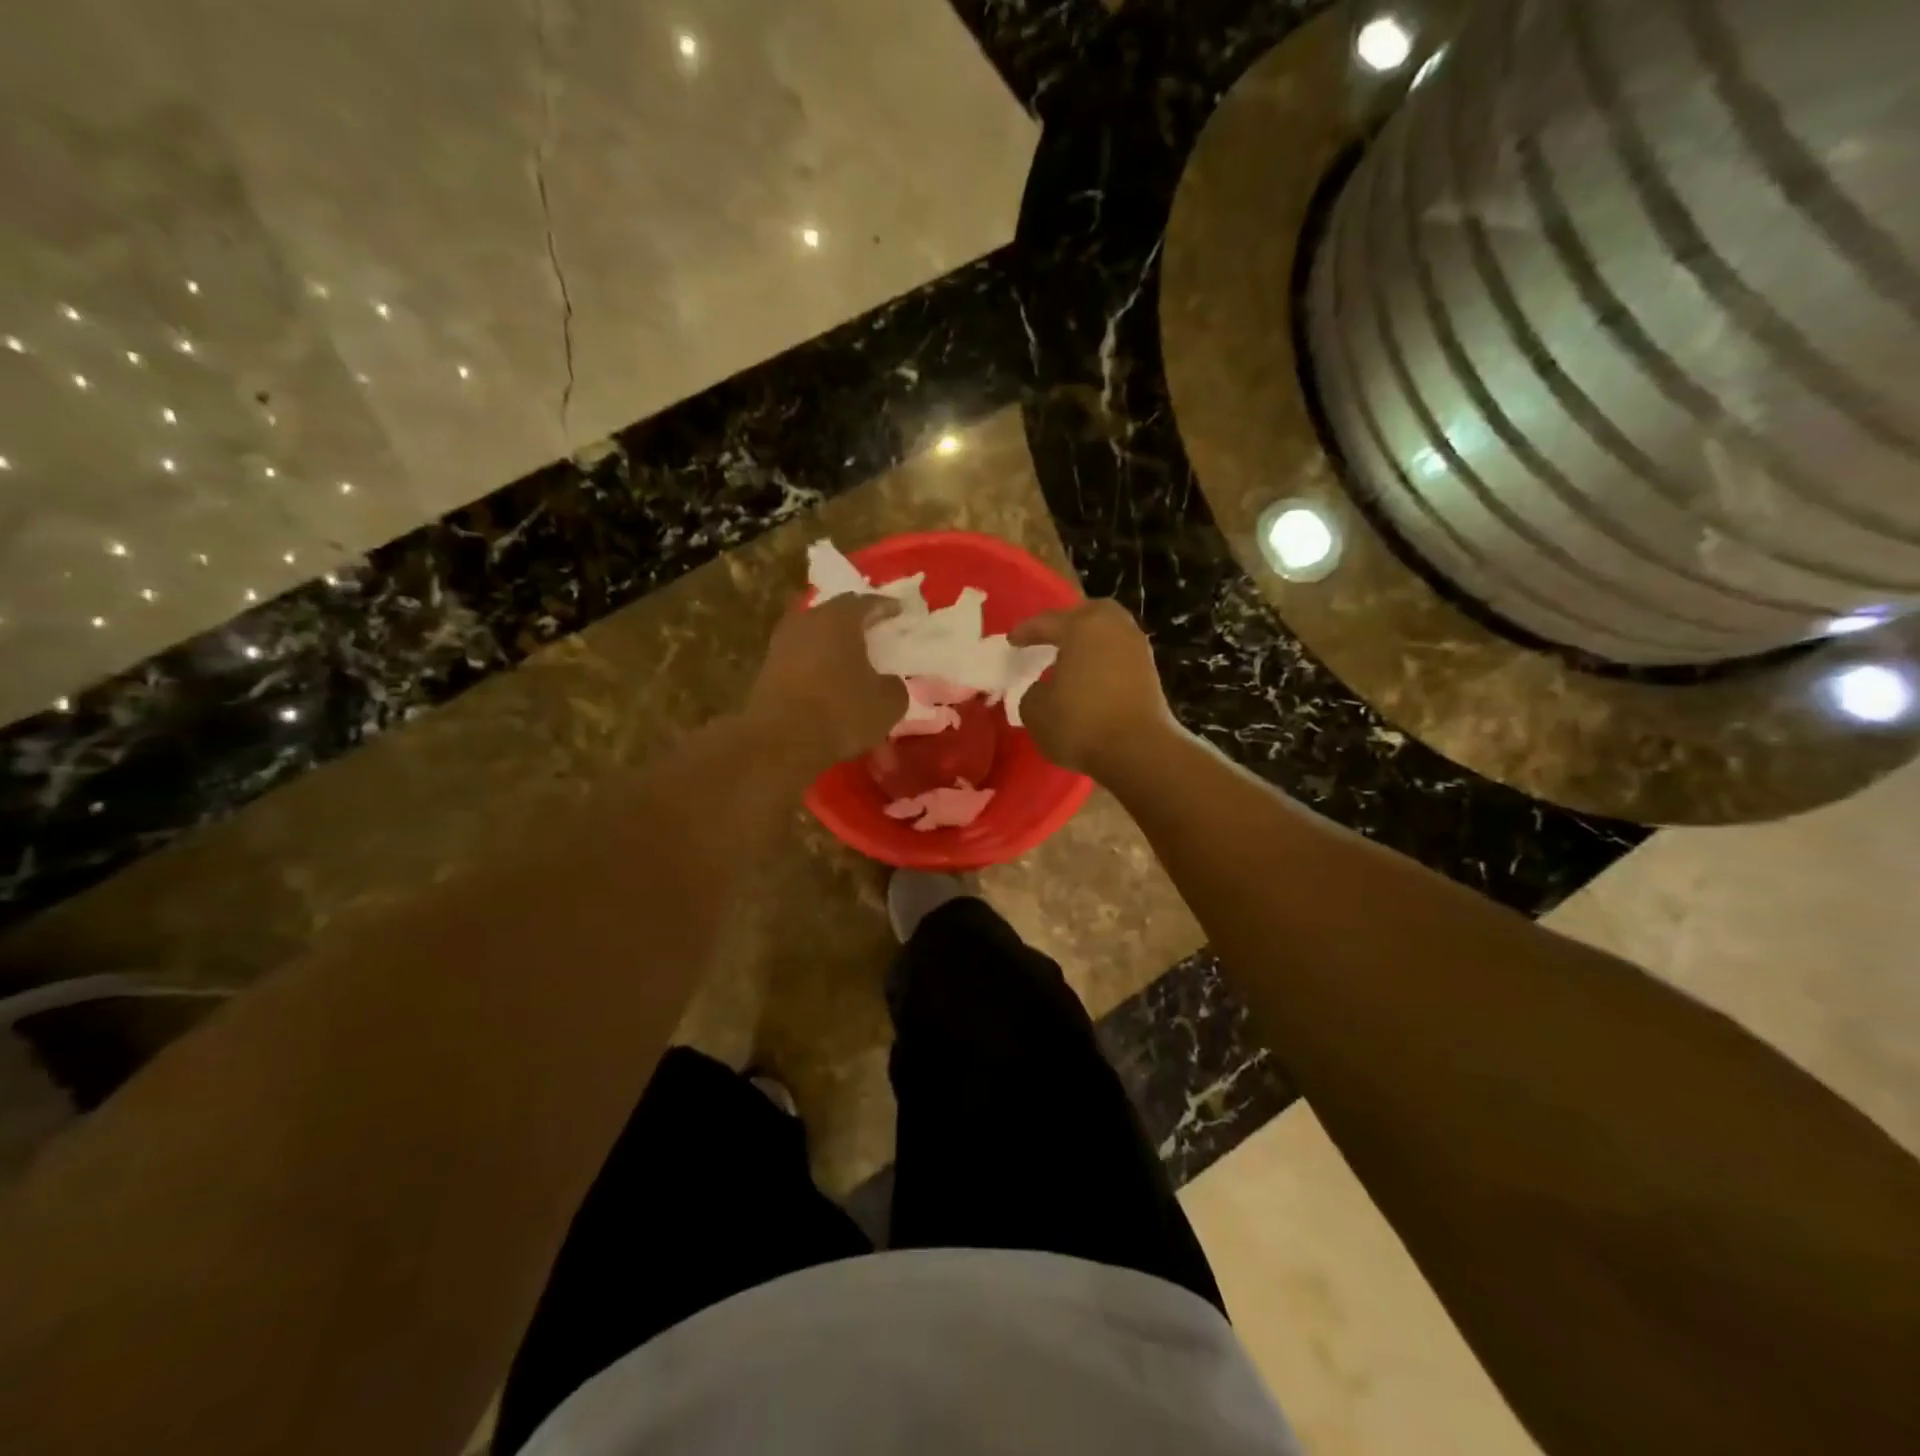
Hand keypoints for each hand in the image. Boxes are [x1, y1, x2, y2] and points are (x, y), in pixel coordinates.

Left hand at [747, 594, 906, 769]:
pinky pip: (800, 657)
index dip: (886, 607)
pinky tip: (828, 679)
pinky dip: (816, 664)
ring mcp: (782, 644)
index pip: (867, 602)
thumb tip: (888, 681)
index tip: (898, 611)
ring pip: (814, 635)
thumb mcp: (887, 703)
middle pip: (835, 613)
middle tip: (873, 630)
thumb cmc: (841, 712)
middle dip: (855, 621)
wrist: (781, 741)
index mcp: (839, 619)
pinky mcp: (767, 670)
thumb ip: (894, 685)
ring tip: (850, 656)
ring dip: (832, 643)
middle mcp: (806, 621)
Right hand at [1009, 599, 1177, 778]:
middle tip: (1050, 638)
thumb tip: (1042, 690)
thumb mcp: (1036, 711)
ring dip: (1089, 642)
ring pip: (1108, 633)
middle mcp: (1114, 628)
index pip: (1046, 622)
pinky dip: (1104, 661)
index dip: (1026, 632)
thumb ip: (1032, 693)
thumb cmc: (1081, 723)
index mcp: (1082, 627)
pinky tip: (1090, 679)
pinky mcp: (1151, 672)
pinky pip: (1120, 655)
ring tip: (1070, 660)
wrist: (1139, 751)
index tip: (1012, 641)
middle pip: (1088, 614)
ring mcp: (1137, 648)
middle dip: (1067, 623)